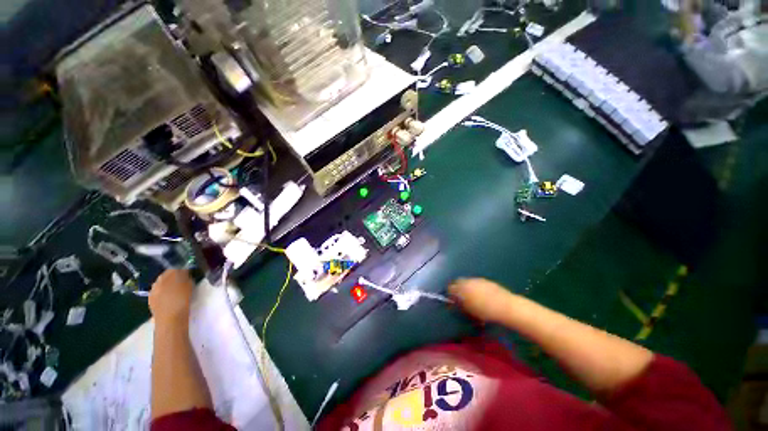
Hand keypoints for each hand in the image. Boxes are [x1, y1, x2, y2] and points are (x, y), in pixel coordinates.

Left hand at [149, 269, 194, 325]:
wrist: (170, 318)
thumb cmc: (183, 300)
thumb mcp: (190, 285)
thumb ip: (187, 277)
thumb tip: (185, 273)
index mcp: (170, 274)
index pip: (176, 268)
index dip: (182, 270)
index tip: (188, 274)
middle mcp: (159, 279)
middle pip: (167, 275)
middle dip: (173, 277)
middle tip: (182, 282)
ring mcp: (153, 289)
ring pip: (161, 283)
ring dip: (167, 285)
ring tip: (175, 291)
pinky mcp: (150, 298)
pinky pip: (157, 292)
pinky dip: (162, 293)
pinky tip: (168, 298)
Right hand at [449, 278, 516, 322]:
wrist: (506, 307)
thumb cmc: (486, 312)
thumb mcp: (469, 311)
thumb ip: (460, 304)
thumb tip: (454, 302)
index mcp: (462, 288)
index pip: (450, 287)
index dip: (449, 293)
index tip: (451, 300)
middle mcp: (468, 281)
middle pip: (458, 282)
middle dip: (457, 288)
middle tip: (459, 298)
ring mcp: (478, 280)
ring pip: (467, 281)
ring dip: (466, 287)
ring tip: (471, 297)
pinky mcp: (486, 281)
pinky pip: (476, 282)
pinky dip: (475, 287)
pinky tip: (480, 295)